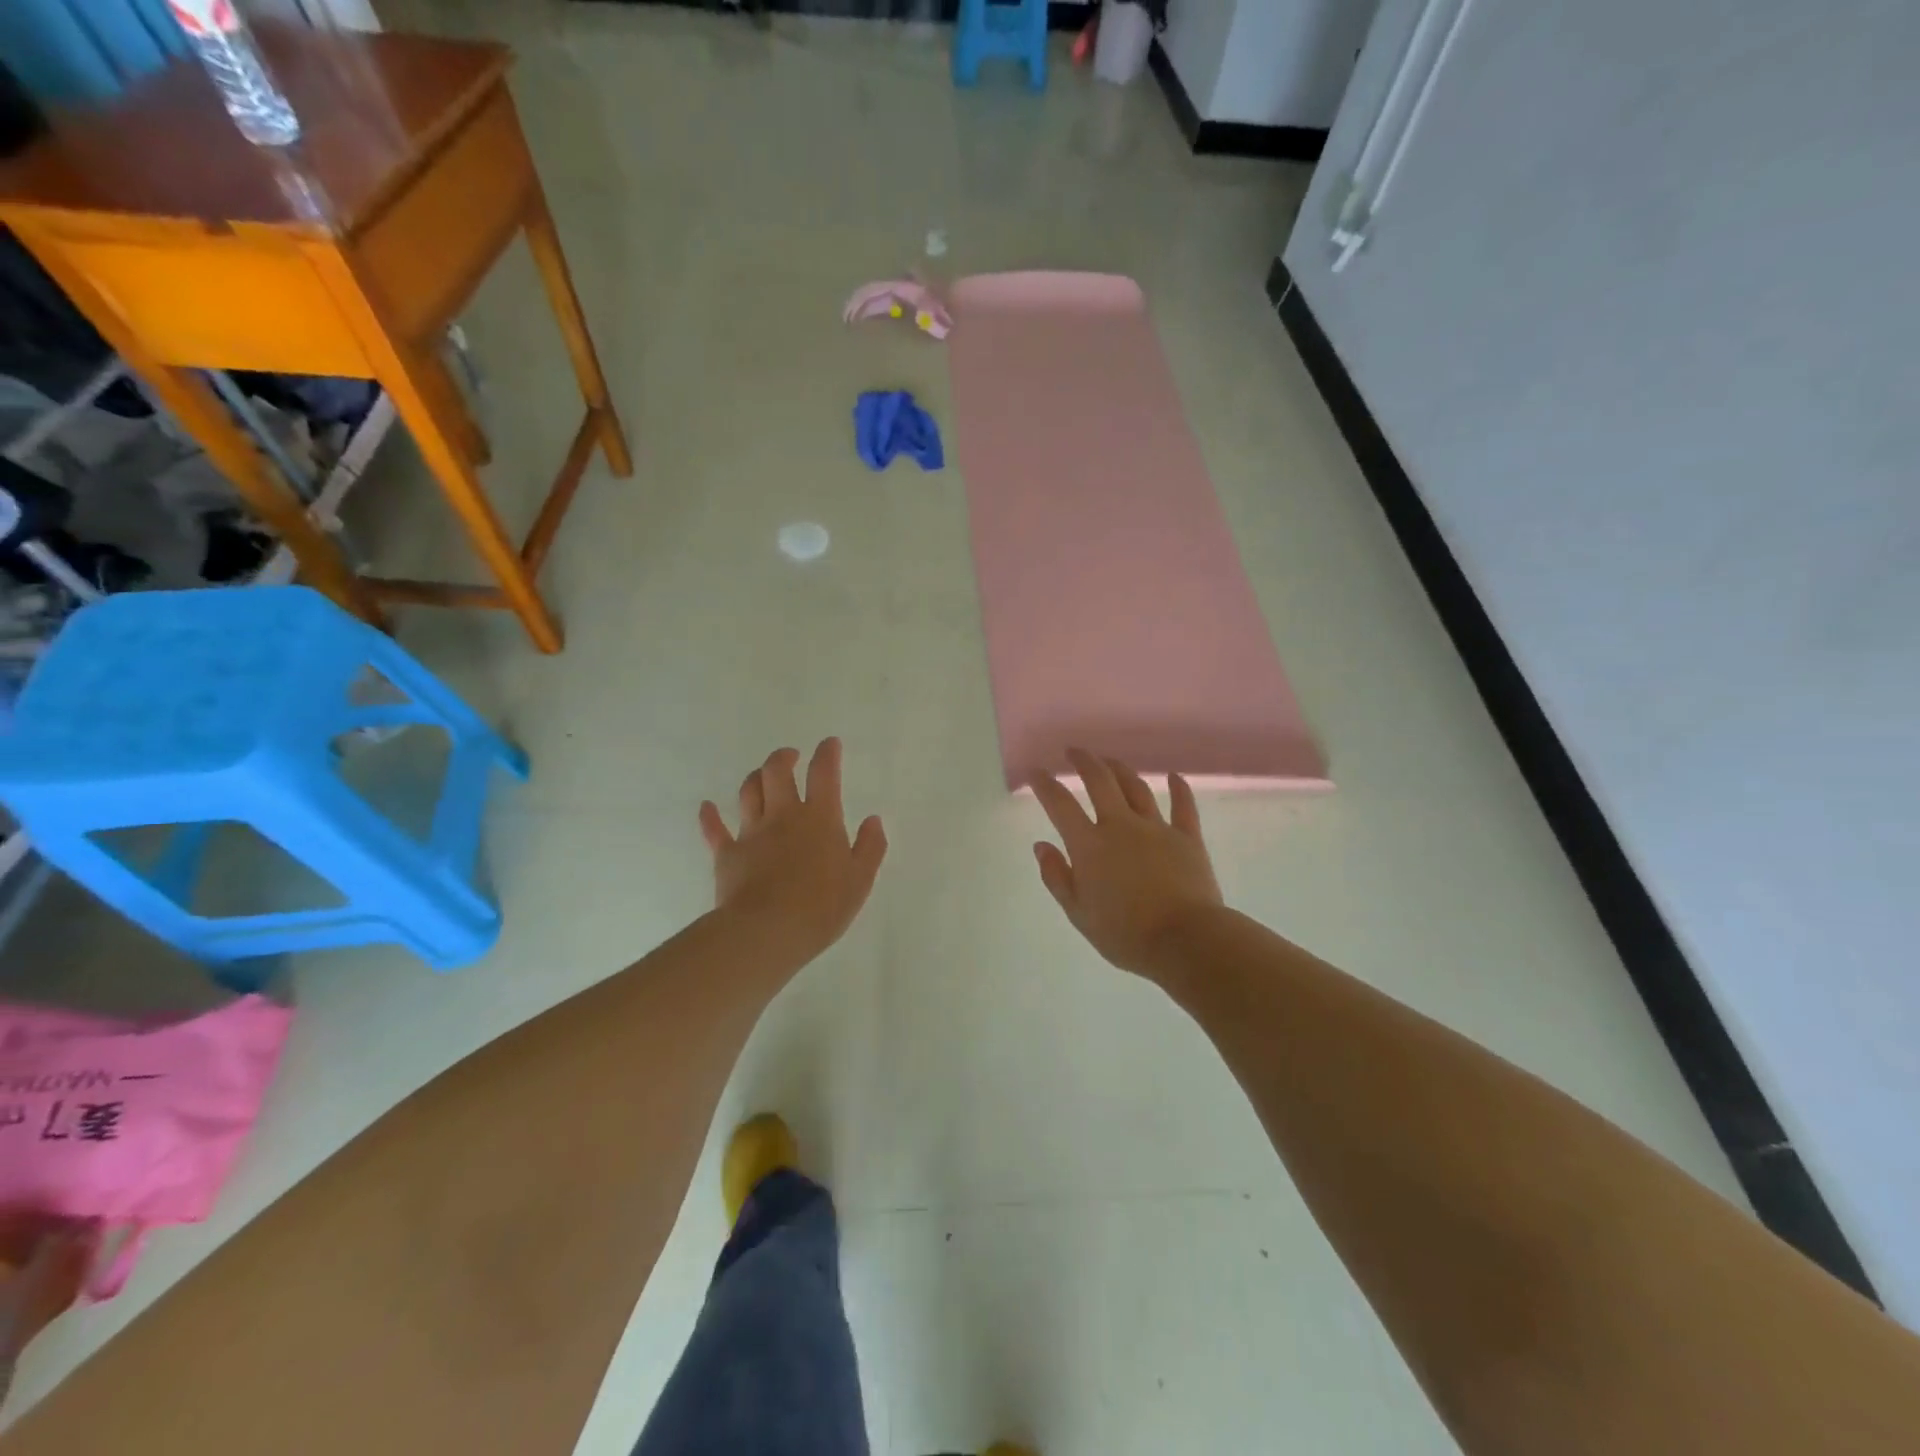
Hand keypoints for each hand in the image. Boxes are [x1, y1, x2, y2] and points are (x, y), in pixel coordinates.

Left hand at [699, 739, 886, 977]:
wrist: (767, 932)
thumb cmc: (821, 907)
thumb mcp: (860, 880)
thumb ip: (870, 847)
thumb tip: (874, 820)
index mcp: (820, 818)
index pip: (824, 774)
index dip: (827, 754)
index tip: (829, 744)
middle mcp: (784, 816)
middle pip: (777, 772)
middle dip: (784, 757)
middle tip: (791, 757)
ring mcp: (751, 833)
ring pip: (748, 792)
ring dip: (755, 778)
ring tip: (762, 777)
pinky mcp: (727, 854)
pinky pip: (714, 829)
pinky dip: (710, 816)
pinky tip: (706, 807)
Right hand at [1031, 748, 1223, 979]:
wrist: (1185, 941)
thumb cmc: (1125, 934)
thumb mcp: (1078, 913)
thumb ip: (1057, 877)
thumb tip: (1042, 846)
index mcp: (1090, 845)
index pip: (1060, 805)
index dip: (1045, 784)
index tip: (1036, 772)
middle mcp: (1121, 826)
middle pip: (1100, 782)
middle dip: (1084, 761)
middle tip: (1074, 751)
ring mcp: (1157, 828)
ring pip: (1136, 788)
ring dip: (1120, 770)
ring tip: (1109, 761)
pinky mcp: (1188, 838)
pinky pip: (1184, 807)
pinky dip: (1179, 789)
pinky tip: (1174, 776)